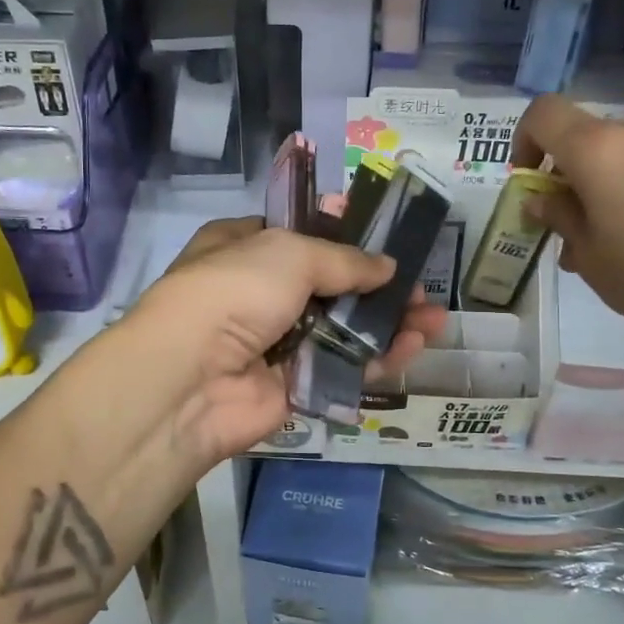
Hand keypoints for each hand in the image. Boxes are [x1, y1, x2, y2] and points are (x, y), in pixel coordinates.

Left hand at [126, 218, 447, 462]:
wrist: (190, 380)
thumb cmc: (234, 293)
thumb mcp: (290, 254)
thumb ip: (344, 260)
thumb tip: (387, 266)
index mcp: (243, 248)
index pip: (299, 237)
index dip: (343, 237)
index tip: (386, 240)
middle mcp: (258, 293)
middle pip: (330, 286)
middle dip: (377, 286)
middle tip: (420, 287)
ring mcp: (276, 342)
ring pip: (342, 329)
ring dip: (387, 323)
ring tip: (433, 318)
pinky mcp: (293, 386)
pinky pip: (342, 367)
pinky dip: (378, 358)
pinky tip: (415, 345)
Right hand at [512, 95, 623, 359]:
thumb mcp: (588, 253)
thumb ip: (559, 215)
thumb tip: (542, 199)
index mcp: (599, 148)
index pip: (544, 113)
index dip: (525, 140)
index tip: (530, 180)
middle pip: (590, 139)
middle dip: (573, 175)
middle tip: (574, 226)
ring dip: (612, 185)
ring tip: (618, 239)